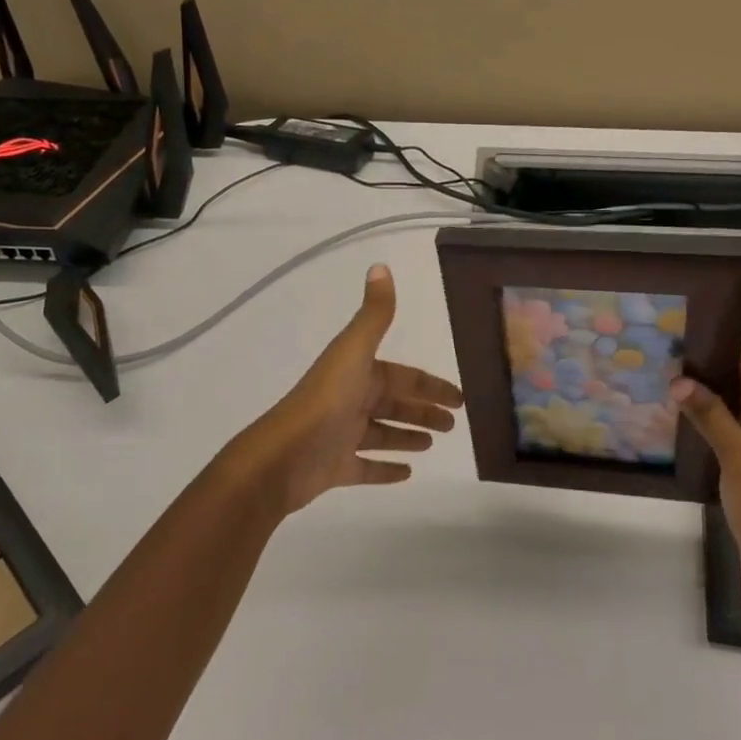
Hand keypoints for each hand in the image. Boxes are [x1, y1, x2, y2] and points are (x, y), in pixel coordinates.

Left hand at [228, 264, 462, 514]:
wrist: (282, 456)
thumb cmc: (325, 401)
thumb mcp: (355, 351)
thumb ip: (374, 314)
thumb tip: (381, 265)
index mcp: (359, 373)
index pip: (402, 376)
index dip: (430, 385)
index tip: (458, 397)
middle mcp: (351, 400)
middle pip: (395, 404)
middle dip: (424, 410)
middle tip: (452, 424)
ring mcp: (342, 436)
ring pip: (383, 434)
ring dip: (407, 436)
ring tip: (432, 444)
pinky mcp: (335, 468)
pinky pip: (367, 467)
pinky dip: (386, 469)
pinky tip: (408, 474)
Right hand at [673, 348, 740, 595]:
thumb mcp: (739, 460)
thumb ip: (711, 416)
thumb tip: (680, 379)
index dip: (717, 349)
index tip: (679, 347)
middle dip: (706, 373)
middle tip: (663, 369)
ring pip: (738, 405)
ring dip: (708, 398)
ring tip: (666, 392)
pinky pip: (737, 429)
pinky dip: (713, 422)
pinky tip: (684, 427)